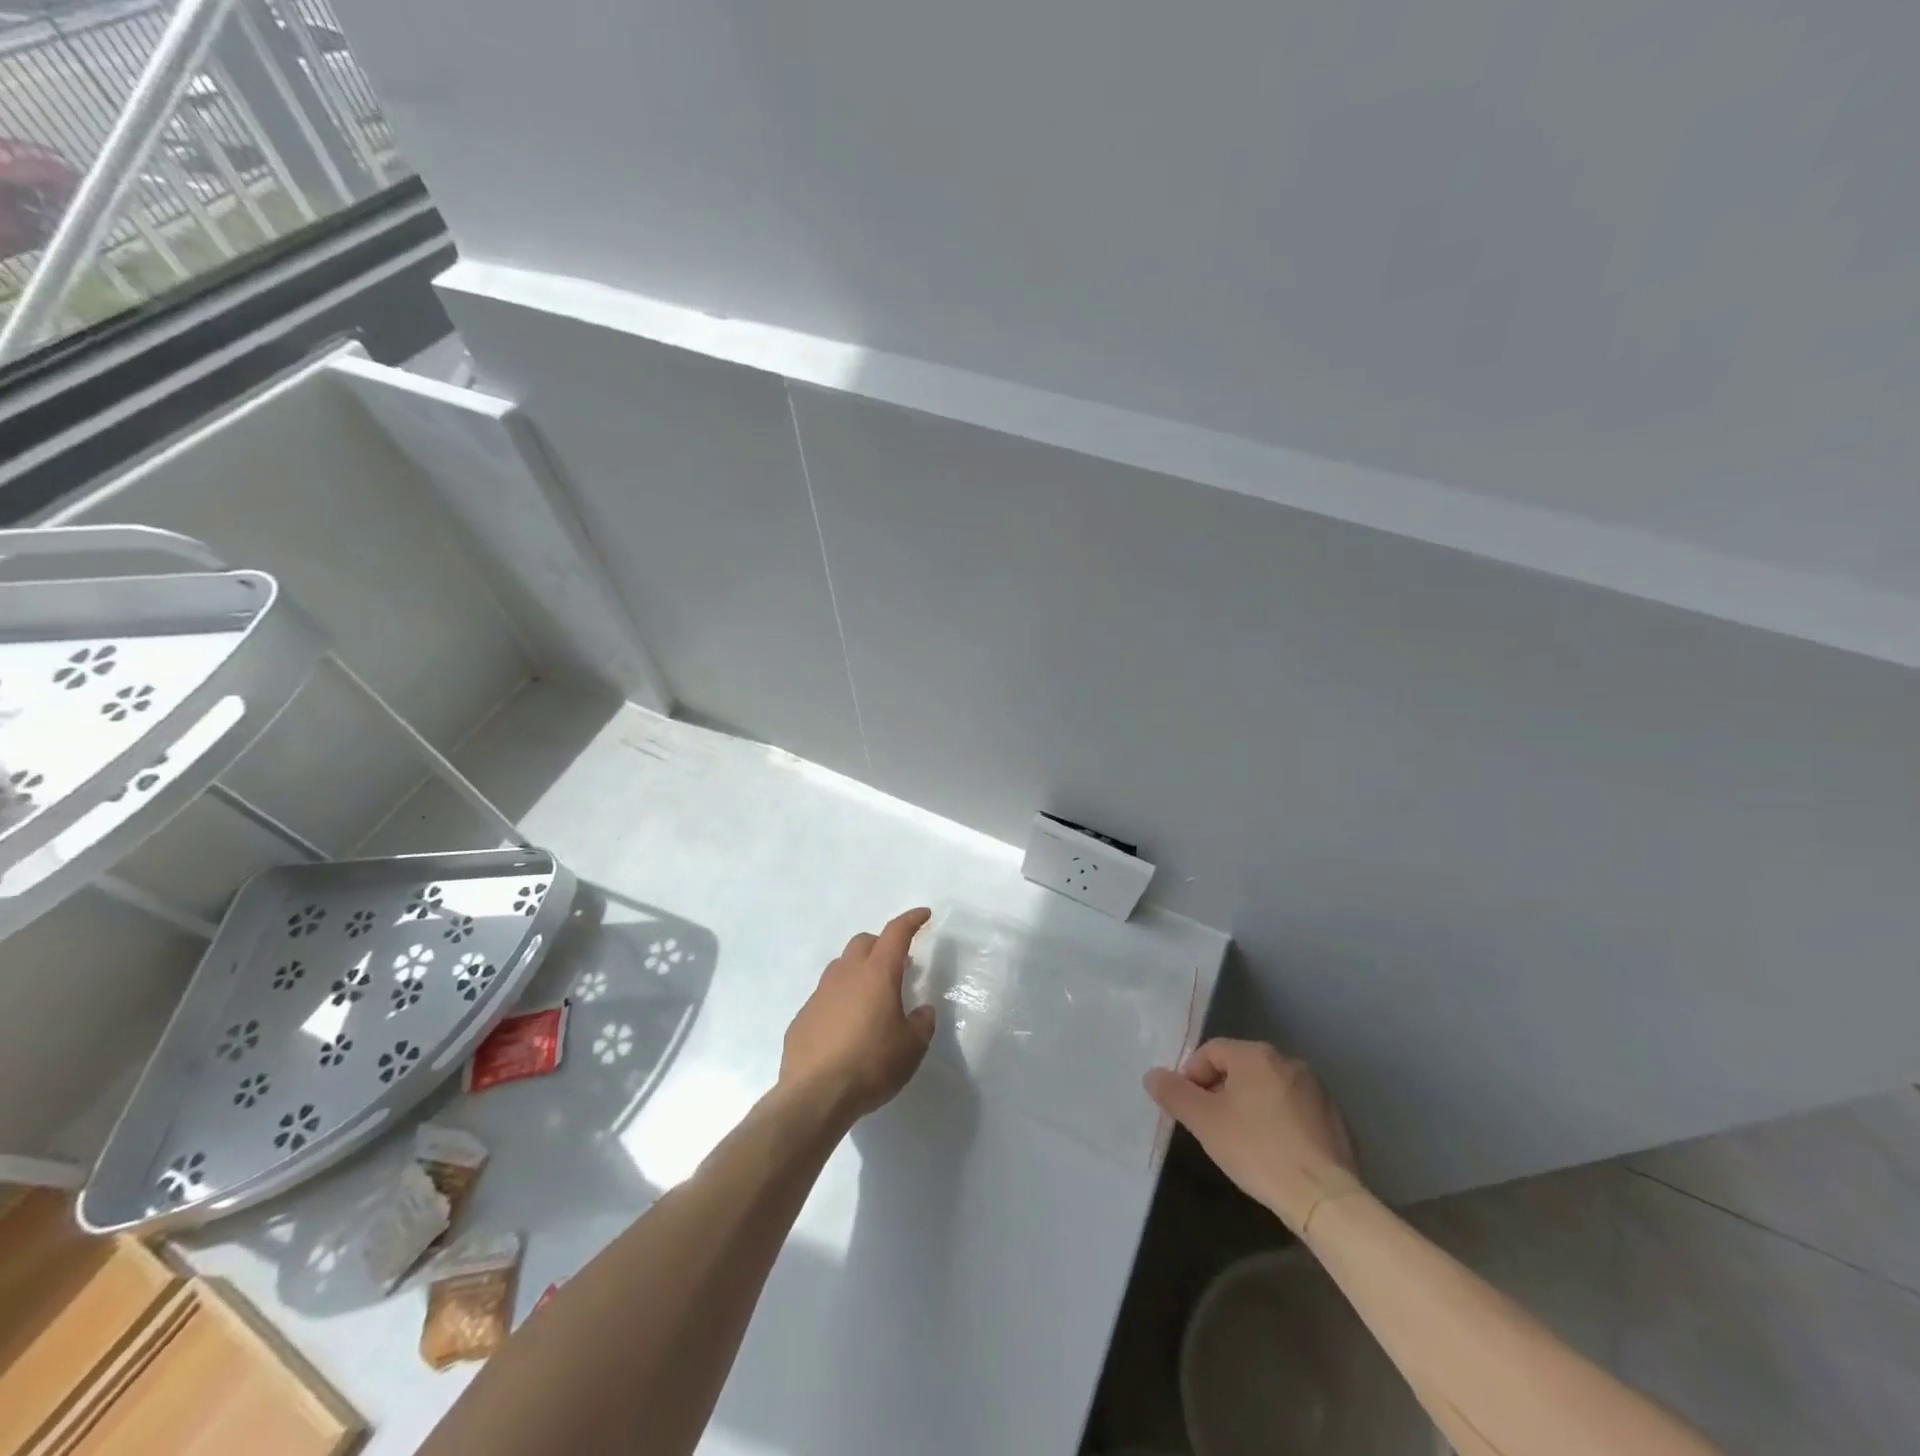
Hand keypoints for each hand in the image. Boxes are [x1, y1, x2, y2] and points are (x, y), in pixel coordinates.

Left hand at [781, 908, 937, 1125]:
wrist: (814, 1095)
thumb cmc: (871, 1064)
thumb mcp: (912, 1047)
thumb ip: (921, 1023)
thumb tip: (921, 1011)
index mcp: (877, 974)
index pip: (896, 933)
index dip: (911, 920)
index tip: (924, 915)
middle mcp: (846, 975)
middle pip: (864, 942)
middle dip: (882, 945)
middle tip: (899, 964)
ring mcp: (819, 994)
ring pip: (841, 966)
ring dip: (859, 970)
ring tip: (872, 996)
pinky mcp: (802, 1017)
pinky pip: (825, 997)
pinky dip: (840, 1000)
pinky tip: (846, 1027)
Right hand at [1145, 1039, 1363, 1234]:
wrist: (1323, 1198)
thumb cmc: (1256, 1149)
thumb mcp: (1204, 1122)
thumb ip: (1174, 1094)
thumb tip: (1152, 1075)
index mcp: (1256, 1055)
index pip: (1211, 1052)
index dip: (1192, 1076)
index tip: (1189, 1109)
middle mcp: (1288, 1061)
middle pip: (1240, 1068)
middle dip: (1221, 1091)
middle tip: (1212, 1126)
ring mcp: (1316, 1090)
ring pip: (1268, 1088)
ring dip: (1250, 1106)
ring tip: (1242, 1141)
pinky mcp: (1335, 1119)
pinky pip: (1294, 1110)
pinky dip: (1278, 1122)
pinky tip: (1274, 1152)